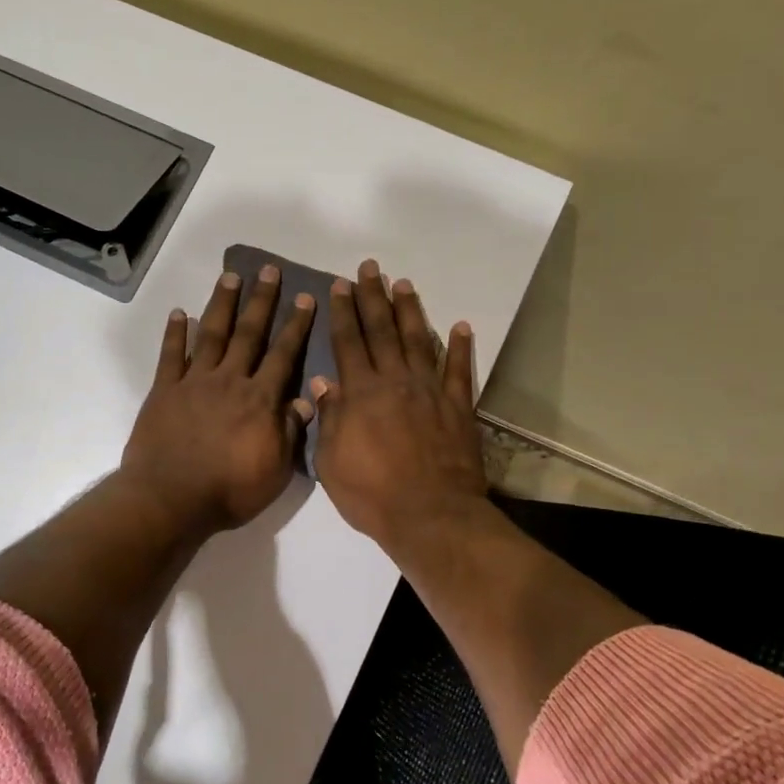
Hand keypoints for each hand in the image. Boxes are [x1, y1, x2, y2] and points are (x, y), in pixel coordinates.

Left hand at [120, 264, 317, 536]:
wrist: (171, 499)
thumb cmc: (229, 491)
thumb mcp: (274, 470)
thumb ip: (289, 432)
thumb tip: (306, 400)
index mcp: (260, 400)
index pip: (283, 355)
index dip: (296, 326)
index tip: (305, 298)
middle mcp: (229, 381)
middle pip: (249, 334)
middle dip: (261, 301)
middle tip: (268, 270)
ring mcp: (194, 382)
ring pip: (212, 335)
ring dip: (222, 304)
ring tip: (230, 276)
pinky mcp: (164, 391)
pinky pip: (170, 356)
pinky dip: (175, 333)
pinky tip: (180, 313)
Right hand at [312, 259, 488, 554]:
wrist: (431, 515)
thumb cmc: (371, 494)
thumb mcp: (331, 461)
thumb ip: (329, 418)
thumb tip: (322, 381)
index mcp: (361, 393)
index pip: (348, 342)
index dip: (343, 312)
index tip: (340, 285)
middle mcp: (395, 381)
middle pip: (382, 330)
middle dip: (373, 297)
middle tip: (370, 268)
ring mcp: (430, 391)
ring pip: (418, 340)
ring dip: (410, 310)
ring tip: (404, 283)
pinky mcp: (458, 406)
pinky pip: (459, 370)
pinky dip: (460, 346)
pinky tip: (460, 326)